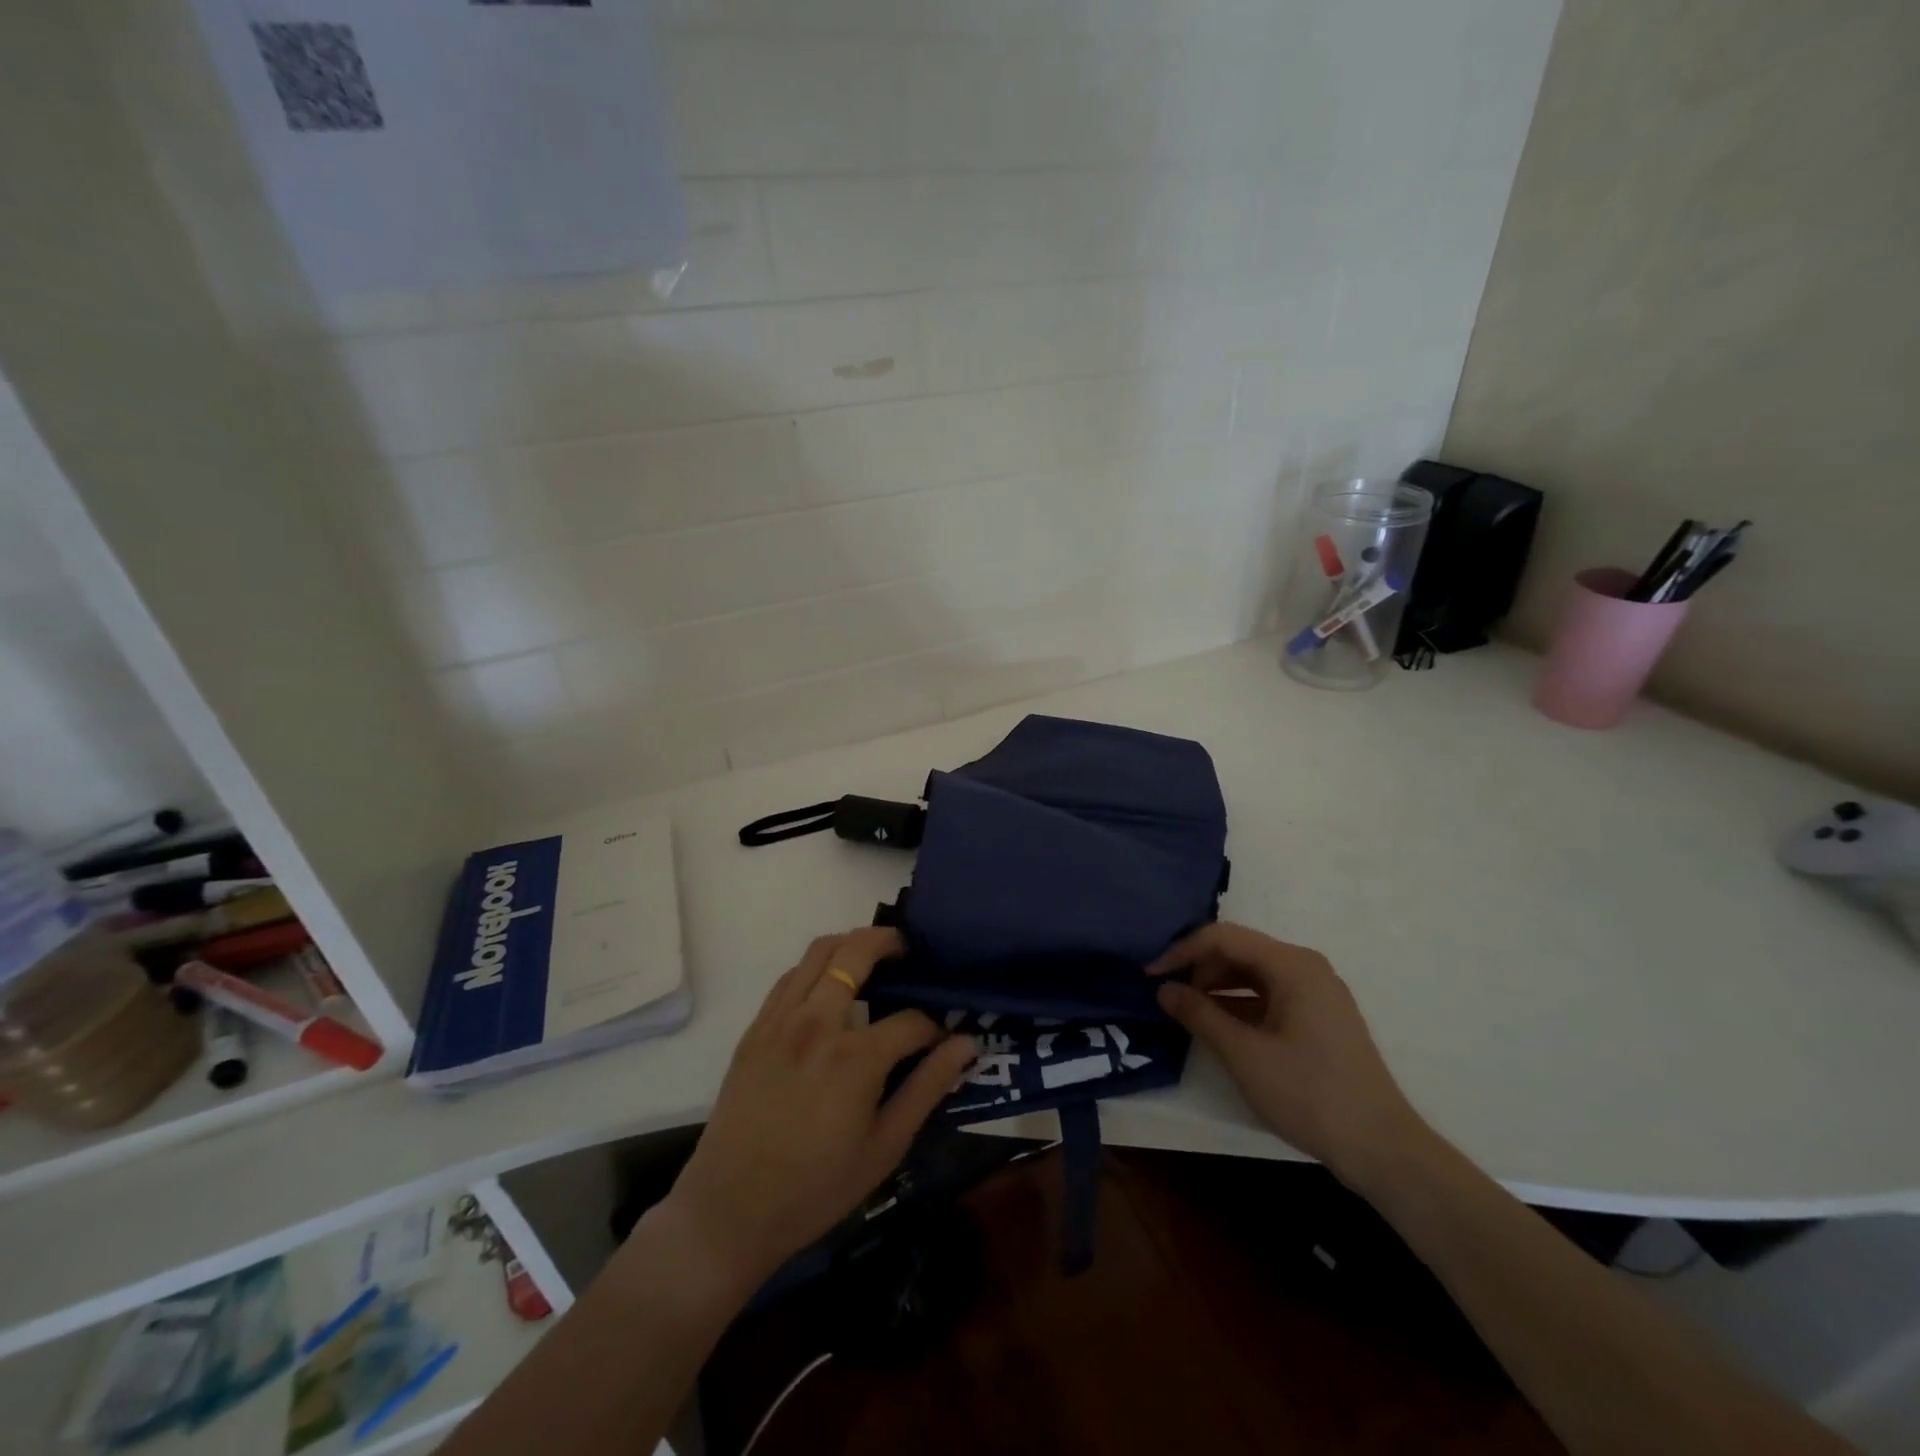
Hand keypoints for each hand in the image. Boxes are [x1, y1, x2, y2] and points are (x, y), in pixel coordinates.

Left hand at [649, 927, 977, 1293]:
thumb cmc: (816, 1187)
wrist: (730, 1211)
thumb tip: (967, 1044)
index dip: (934, 1028)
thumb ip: (928, 1087)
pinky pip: (790, 977)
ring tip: (871, 958)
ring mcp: (781, 1020)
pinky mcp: (756, 1028)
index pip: (910, 1021)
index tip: (942, 1041)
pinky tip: (828, 988)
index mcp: (856, 1057)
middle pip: (857, 952)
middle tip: (907, 950)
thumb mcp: (885, 1146)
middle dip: (890, 942)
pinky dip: (816, 967)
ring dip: (851, 944)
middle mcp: (818, 1023)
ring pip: (819, 952)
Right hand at [1151, 922, 1431, 1191]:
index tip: (1150, 974)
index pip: (1223, 937)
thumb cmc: (1309, 1094)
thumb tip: (1163, 988)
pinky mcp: (1319, 1017)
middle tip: (1167, 995)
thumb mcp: (1244, 1054)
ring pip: (1253, 974)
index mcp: (1292, 965)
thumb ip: (1199, 1014)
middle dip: (1199, 968)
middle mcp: (1306, 967)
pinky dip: (1239, 1004)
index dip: (1182, 951)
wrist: (1381, 1148)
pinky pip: (1269, 994)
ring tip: (1187, 1010)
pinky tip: (1219, 1026)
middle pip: (1239, 951)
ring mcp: (1316, 992)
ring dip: (1217, 986)